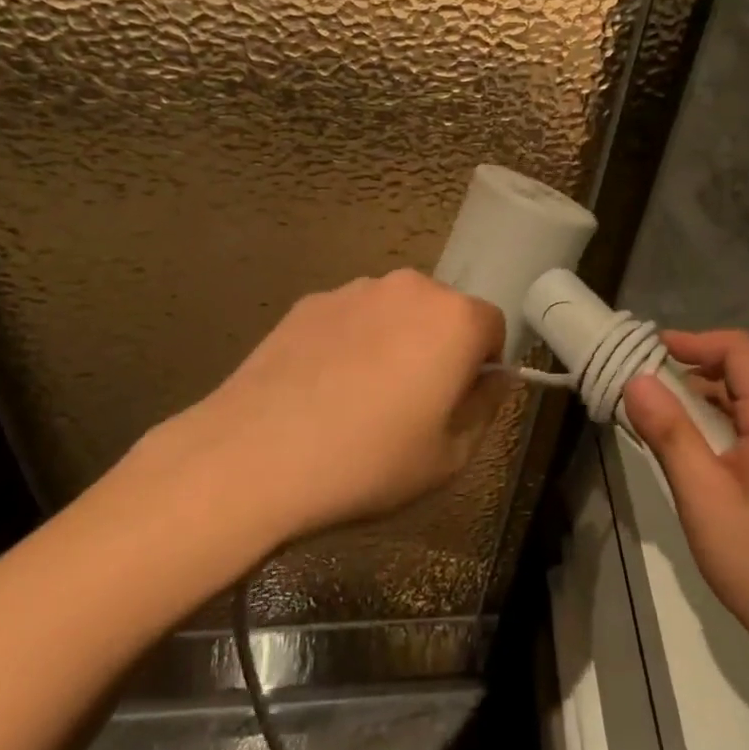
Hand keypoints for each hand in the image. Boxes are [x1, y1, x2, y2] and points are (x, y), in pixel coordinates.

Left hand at [159, 271, 506, 544]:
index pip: (493, 326)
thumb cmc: (368, 461)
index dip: (483, 365)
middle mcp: (410, 288)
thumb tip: (494, 379)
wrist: (255, 454)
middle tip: (412, 403)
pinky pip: (350, 317)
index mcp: (454, 319)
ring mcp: (355, 289)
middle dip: (439, 348)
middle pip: (443, 312)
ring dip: (394, 341)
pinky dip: (350, 342)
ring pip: (395, 312)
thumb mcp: (448, 458)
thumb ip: (485, 409)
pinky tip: (322, 388)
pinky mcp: (310, 301)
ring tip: (360, 397)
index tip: (458, 403)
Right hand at [623, 331, 748, 730]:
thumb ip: (670, 433)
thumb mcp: (704, 498)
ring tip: (664, 417)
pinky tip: (701, 453)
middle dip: (696, 370)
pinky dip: (728, 425)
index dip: (695, 341)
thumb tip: (637, 380)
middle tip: (647, 385)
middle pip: (748, 373)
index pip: (740, 349)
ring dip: (710, 400)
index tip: (652, 350)